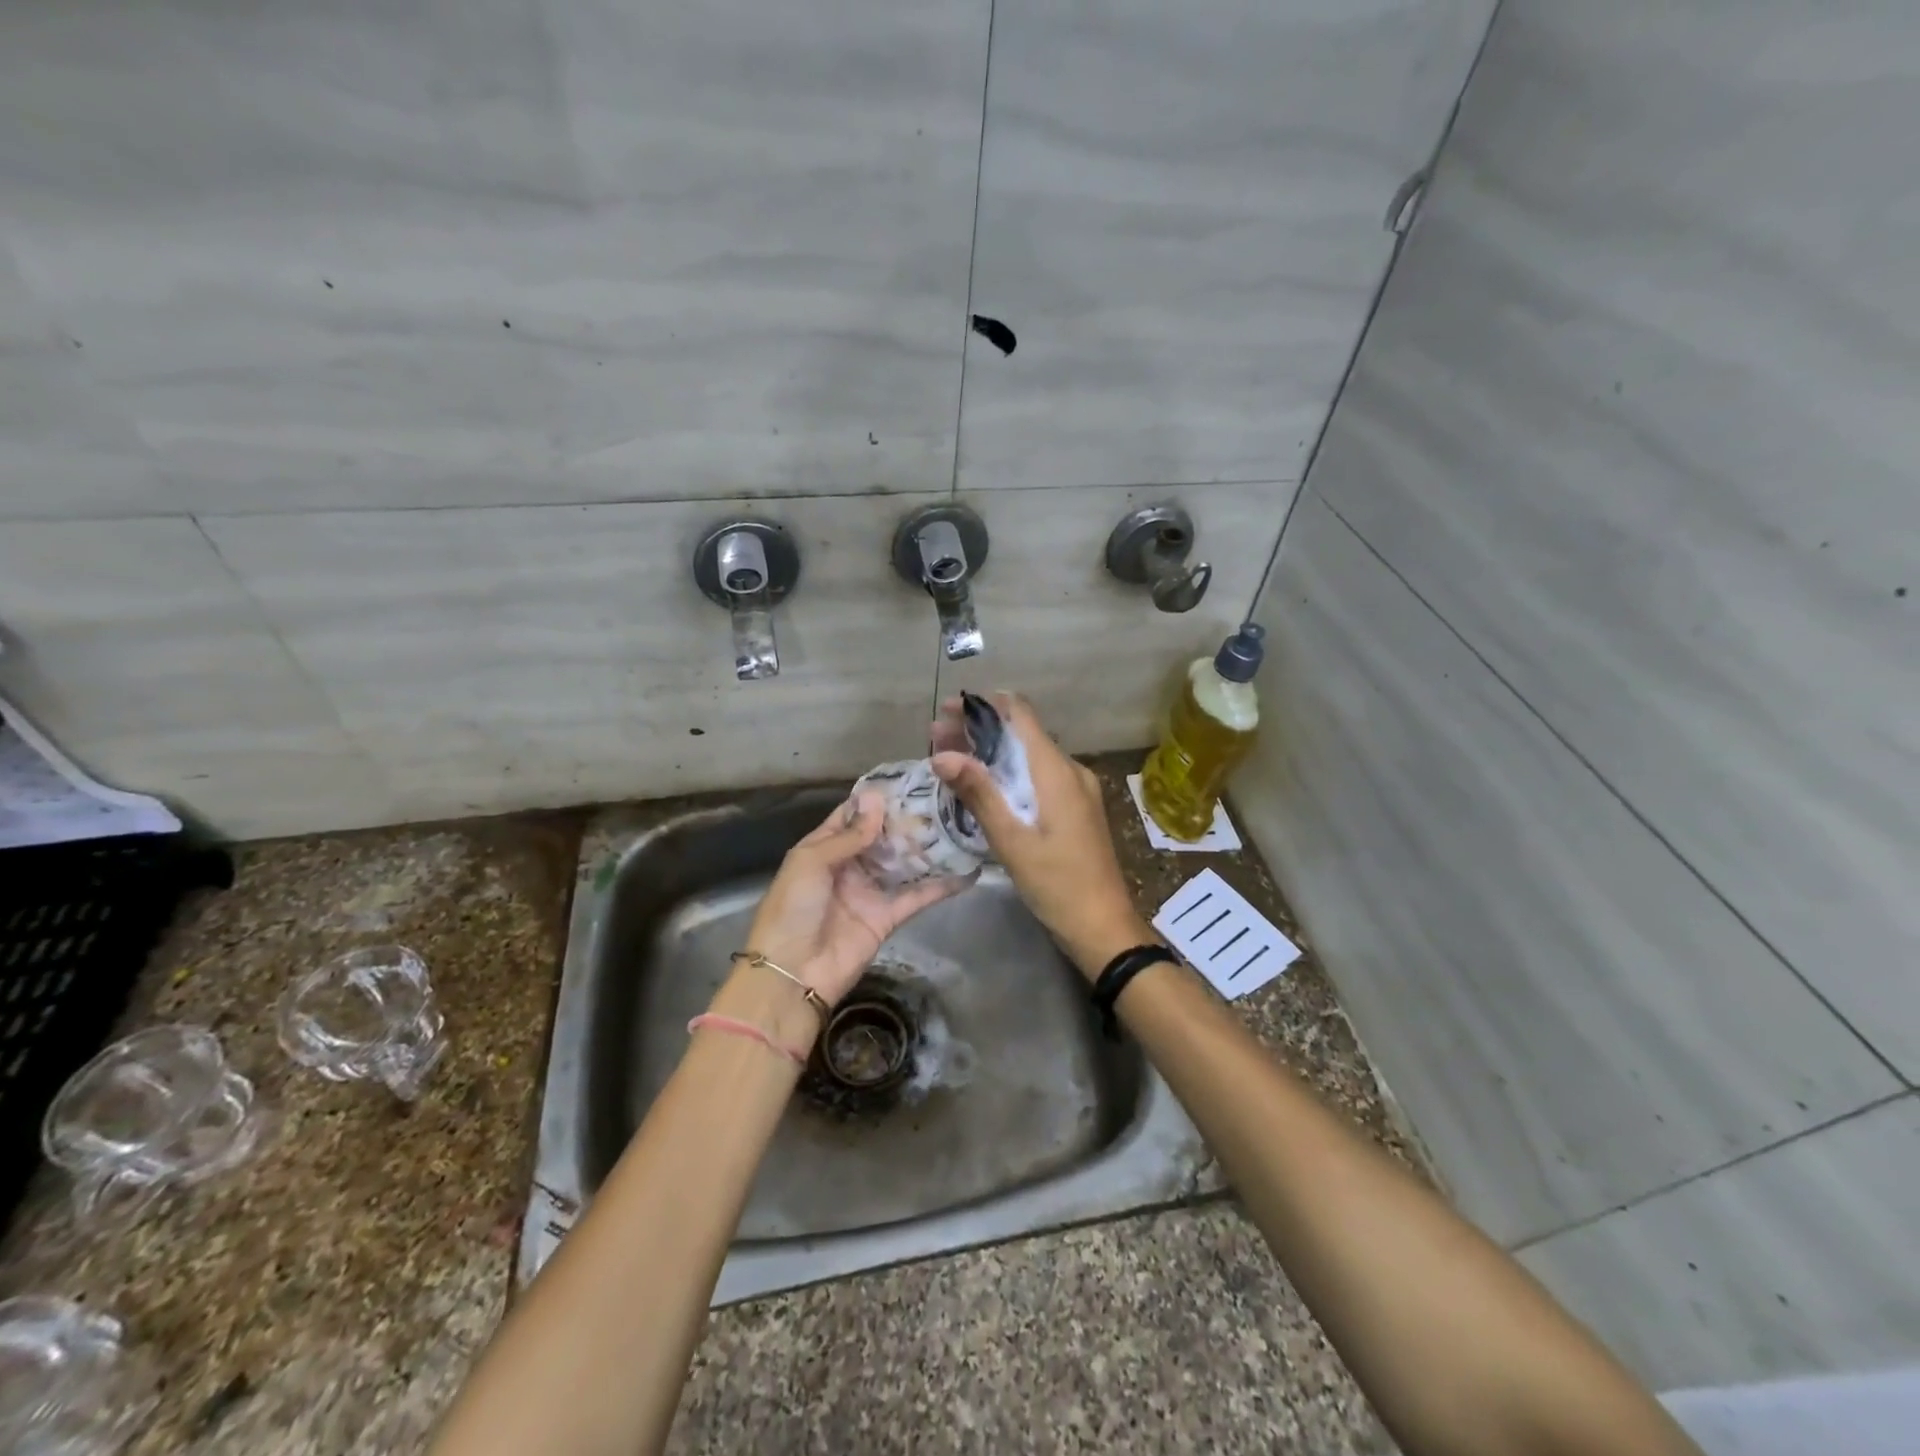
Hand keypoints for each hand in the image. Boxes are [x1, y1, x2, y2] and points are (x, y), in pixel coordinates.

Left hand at [744, 792, 973, 1006]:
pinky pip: (917, 896)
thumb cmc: (792, 909)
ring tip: (959, 824)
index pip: (852, 816)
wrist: (791, 974)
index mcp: (824, 848)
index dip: (877, 799)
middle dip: (908, 820)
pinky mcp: (888, 917)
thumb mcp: (811, 862)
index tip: (910, 779)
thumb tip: (877, 799)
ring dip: (927, 847)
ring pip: (904, 863)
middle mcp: (850, 866)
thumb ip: (848, 835)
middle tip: (944, 798)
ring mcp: (870, 891)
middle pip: (883, 837)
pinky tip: (967, 871)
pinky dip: (941, 886)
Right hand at [930, 693, 1153, 978]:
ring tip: (949, 758)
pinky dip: (1007, 774)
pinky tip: (981, 787)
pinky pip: (1037, 778)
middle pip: (1021, 733)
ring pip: (1027, 756)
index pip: (1020, 714)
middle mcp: (1070, 770)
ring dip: (990, 753)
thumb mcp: (1012, 840)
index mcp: (1057, 771)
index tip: (948, 710)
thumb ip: (979, 793)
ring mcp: (1076, 790)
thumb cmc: (1057, 884)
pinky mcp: (1074, 809)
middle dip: (978, 729)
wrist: (1103, 926)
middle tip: (936, 737)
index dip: (982, 704)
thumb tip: (942, 754)